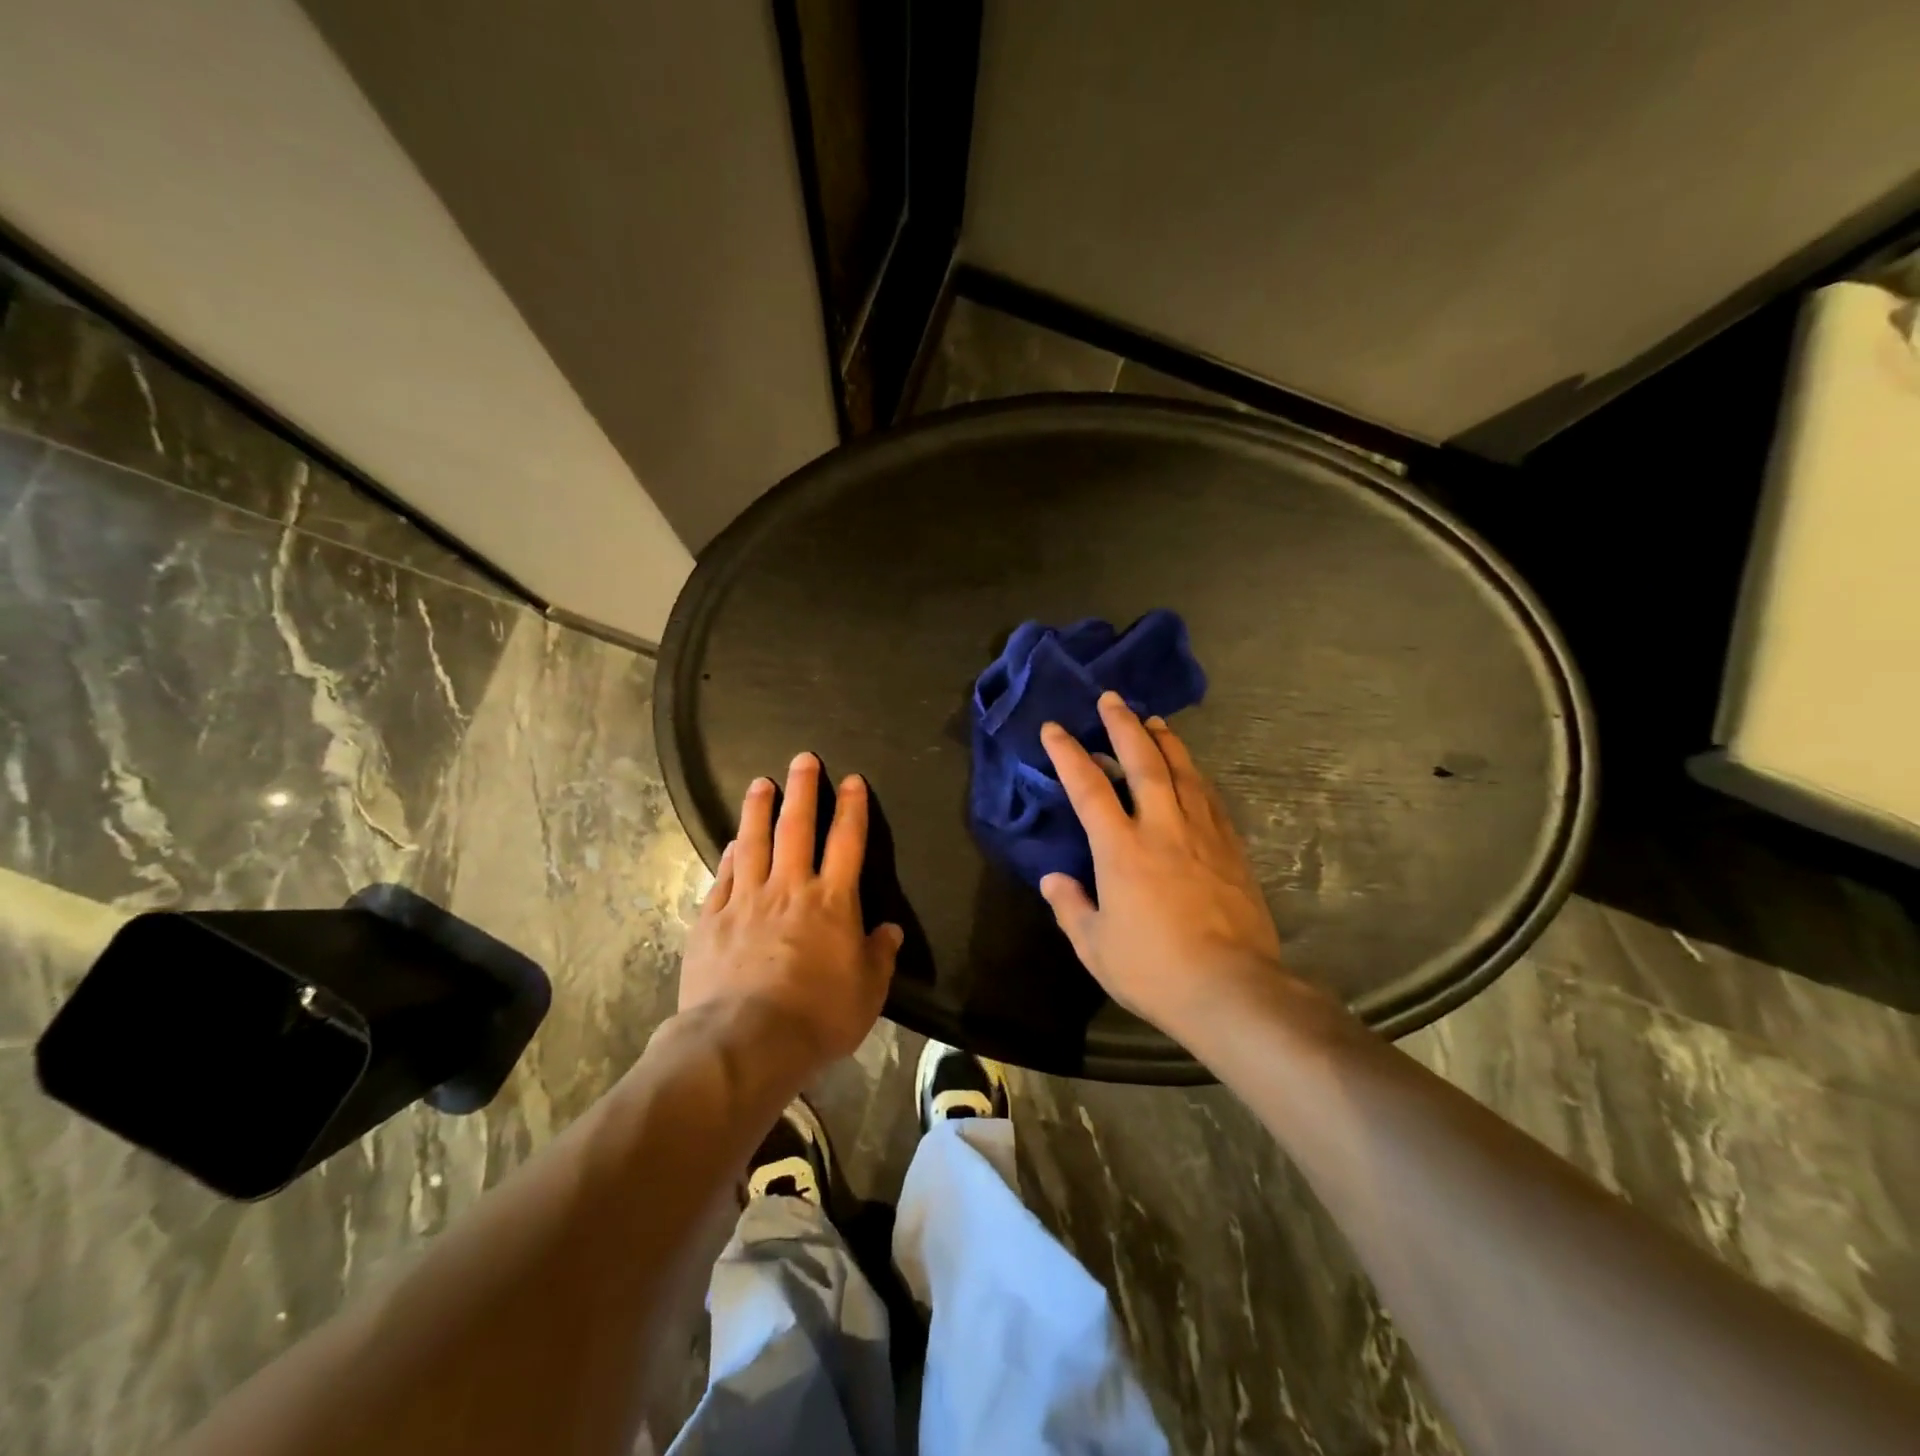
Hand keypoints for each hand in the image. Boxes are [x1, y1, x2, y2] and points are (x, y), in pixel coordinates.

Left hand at [679, 753, 902, 1068]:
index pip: (847, 842)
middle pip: (797, 827)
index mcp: (832, 902)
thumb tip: (889, 931)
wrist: (746, 1041)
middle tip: (803, 759)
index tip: (851, 780)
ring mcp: (746, 900)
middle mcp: (789, 889)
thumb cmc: (817, 1016)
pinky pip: (723, 876)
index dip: (852, 808)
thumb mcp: (867, 993)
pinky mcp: (712, 919)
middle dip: (803, 790)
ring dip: (759, 809)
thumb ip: (879, 956)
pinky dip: (730, 855)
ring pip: (753, 842)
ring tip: (760, 782)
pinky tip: (732, 842)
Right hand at [1039, 693, 1296, 1040]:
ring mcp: (1203, 835)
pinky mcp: (1232, 849)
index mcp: (1121, 849)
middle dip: (1123, 726)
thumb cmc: (1153, 970)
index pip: (1088, 789)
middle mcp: (1162, 828)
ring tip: (1153, 721)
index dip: (1068, 754)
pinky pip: (1210, 798)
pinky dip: (1196, 775)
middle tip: (1112, 698)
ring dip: (1165, 741)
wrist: (1232, 989)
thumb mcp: (1095, 946)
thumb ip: (1070, 906)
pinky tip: (1192, 770)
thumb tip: (1053, 879)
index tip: (1054, 728)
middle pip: (1143, 762)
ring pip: (1183, 772)